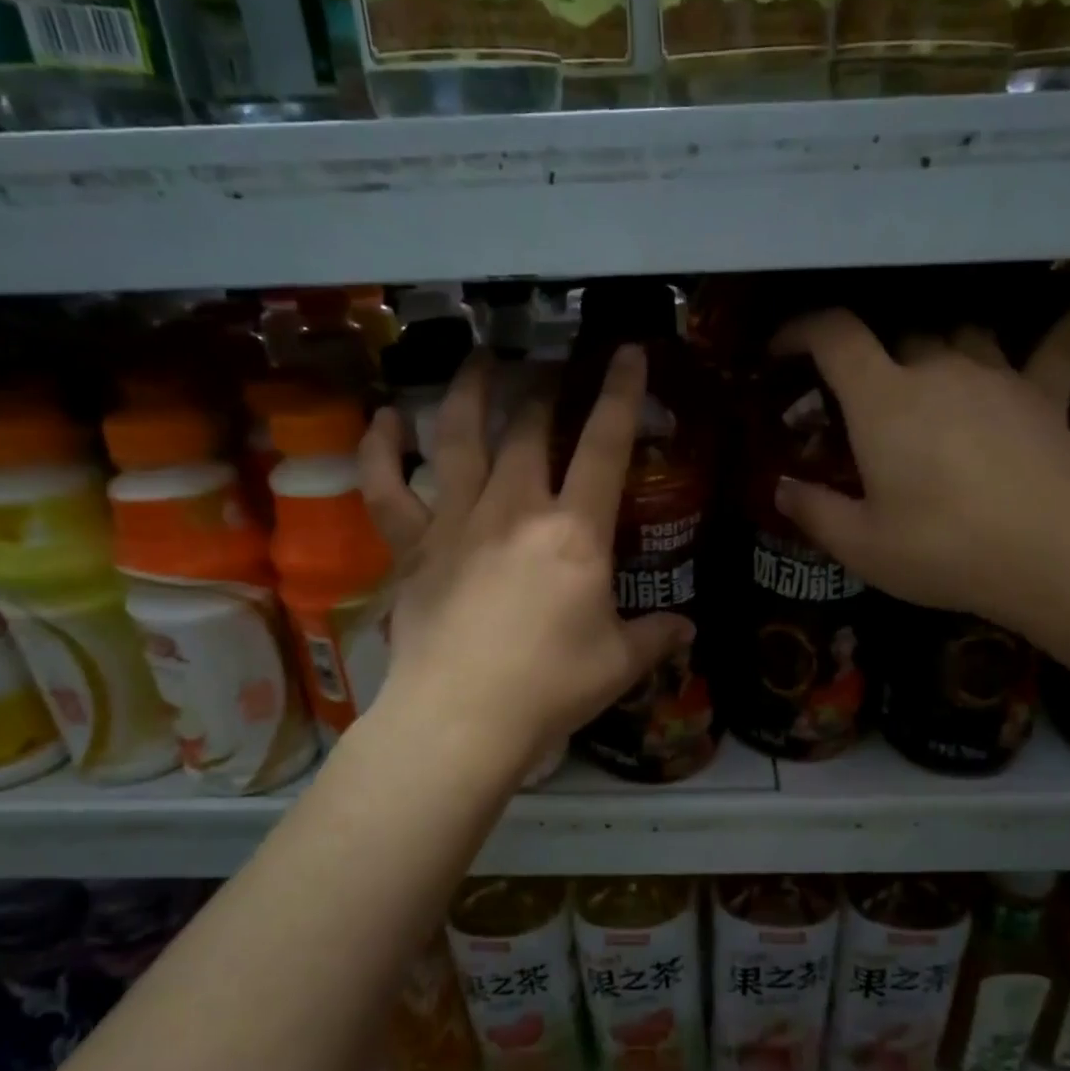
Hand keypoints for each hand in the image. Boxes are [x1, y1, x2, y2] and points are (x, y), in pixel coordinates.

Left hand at [358, 347, 692, 778]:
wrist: (461, 719)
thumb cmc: (549, 688)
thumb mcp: (618, 663)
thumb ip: (656, 637)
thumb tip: (688, 629)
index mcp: (574, 532)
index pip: (604, 444)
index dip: (620, 391)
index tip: (625, 351)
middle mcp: (515, 509)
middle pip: (529, 429)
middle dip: (545, 391)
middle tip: (552, 371)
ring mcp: (457, 522)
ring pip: (458, 438)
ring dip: (469, 392)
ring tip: (480, 360)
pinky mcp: (413, 547)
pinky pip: (387, 488)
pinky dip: (380, 449)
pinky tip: (384, 419)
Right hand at [770, 266, 1069, 636]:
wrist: (1058, 559)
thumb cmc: (946, 551)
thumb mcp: (861, 546)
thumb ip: (813, 511)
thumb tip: (780, 488)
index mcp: (884, 400)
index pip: (834, 335)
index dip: (799, 330)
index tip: (779, 350)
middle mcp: (939, 368)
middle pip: (898, 334)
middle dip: (869, 352)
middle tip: (854, 390)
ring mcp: (998, 374)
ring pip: (962, 330)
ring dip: (937, 339)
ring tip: (925, 360)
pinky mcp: (1047, 393)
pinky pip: (1066, 337)